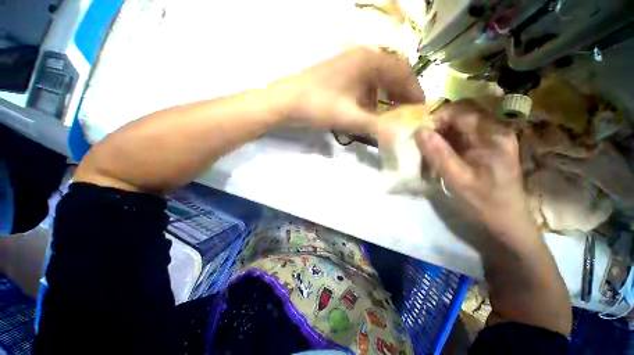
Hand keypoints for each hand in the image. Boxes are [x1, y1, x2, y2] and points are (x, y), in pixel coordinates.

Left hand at [270, 46, 424, 134]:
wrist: (285, 102)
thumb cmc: (317, 106)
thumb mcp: (350, 118)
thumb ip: (376, 126)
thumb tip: (399, 137)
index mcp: (369, 61)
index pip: (403, 72)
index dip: (414, 91)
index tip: (419, 109)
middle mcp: (362, 57)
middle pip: (391, 74)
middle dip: (399, 95)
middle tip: (404, 114)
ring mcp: (349, 65)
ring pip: (376, 81)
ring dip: (383, 98)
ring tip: (386, 117)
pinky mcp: (340, 76)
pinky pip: (362, 85)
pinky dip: (368, 99)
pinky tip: (366, 113)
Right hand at [415, 100, 537, 242]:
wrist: (507, 222)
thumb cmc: (484, 203)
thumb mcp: (457, 180)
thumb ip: (438, 154)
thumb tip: (419, 131)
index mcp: (493, 136)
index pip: (461, 112)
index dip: (437, 118)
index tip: (420, 134)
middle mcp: (496, 131)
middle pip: (462, 114)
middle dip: (438, 125)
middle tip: (423, 142)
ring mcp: (493, 138)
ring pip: (460, 124)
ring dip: (441, 133)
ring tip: (429, 149)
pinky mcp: (487, 147)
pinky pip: (463, 135)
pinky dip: (447, 141)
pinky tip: (439, 154)